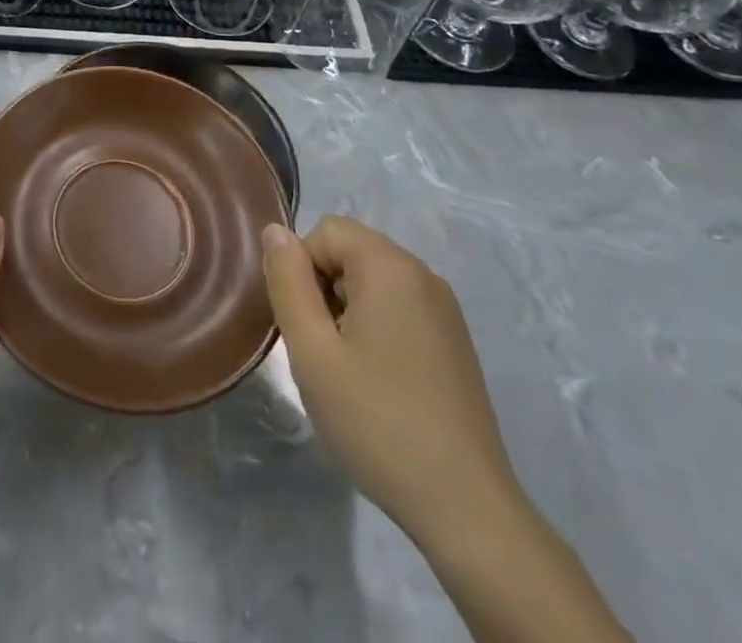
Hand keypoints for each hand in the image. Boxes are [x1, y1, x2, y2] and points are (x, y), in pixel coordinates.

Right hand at [262, 217, 520, 547]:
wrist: (466, 510)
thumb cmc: (377, 422)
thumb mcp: (311, 350)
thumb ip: (287, 281)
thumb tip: (275, 230)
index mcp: (391, 267)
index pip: (325, 231)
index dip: (301, 269)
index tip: (306, 326)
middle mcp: (424, 276)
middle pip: (351, 251)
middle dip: (323, 288)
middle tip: (322, 350)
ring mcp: (445, 311)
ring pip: (372, 281)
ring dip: (347, 310)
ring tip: (347, 370)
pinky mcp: (455, 343)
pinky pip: (398, 308)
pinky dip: (375, 327)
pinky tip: (378, 382)